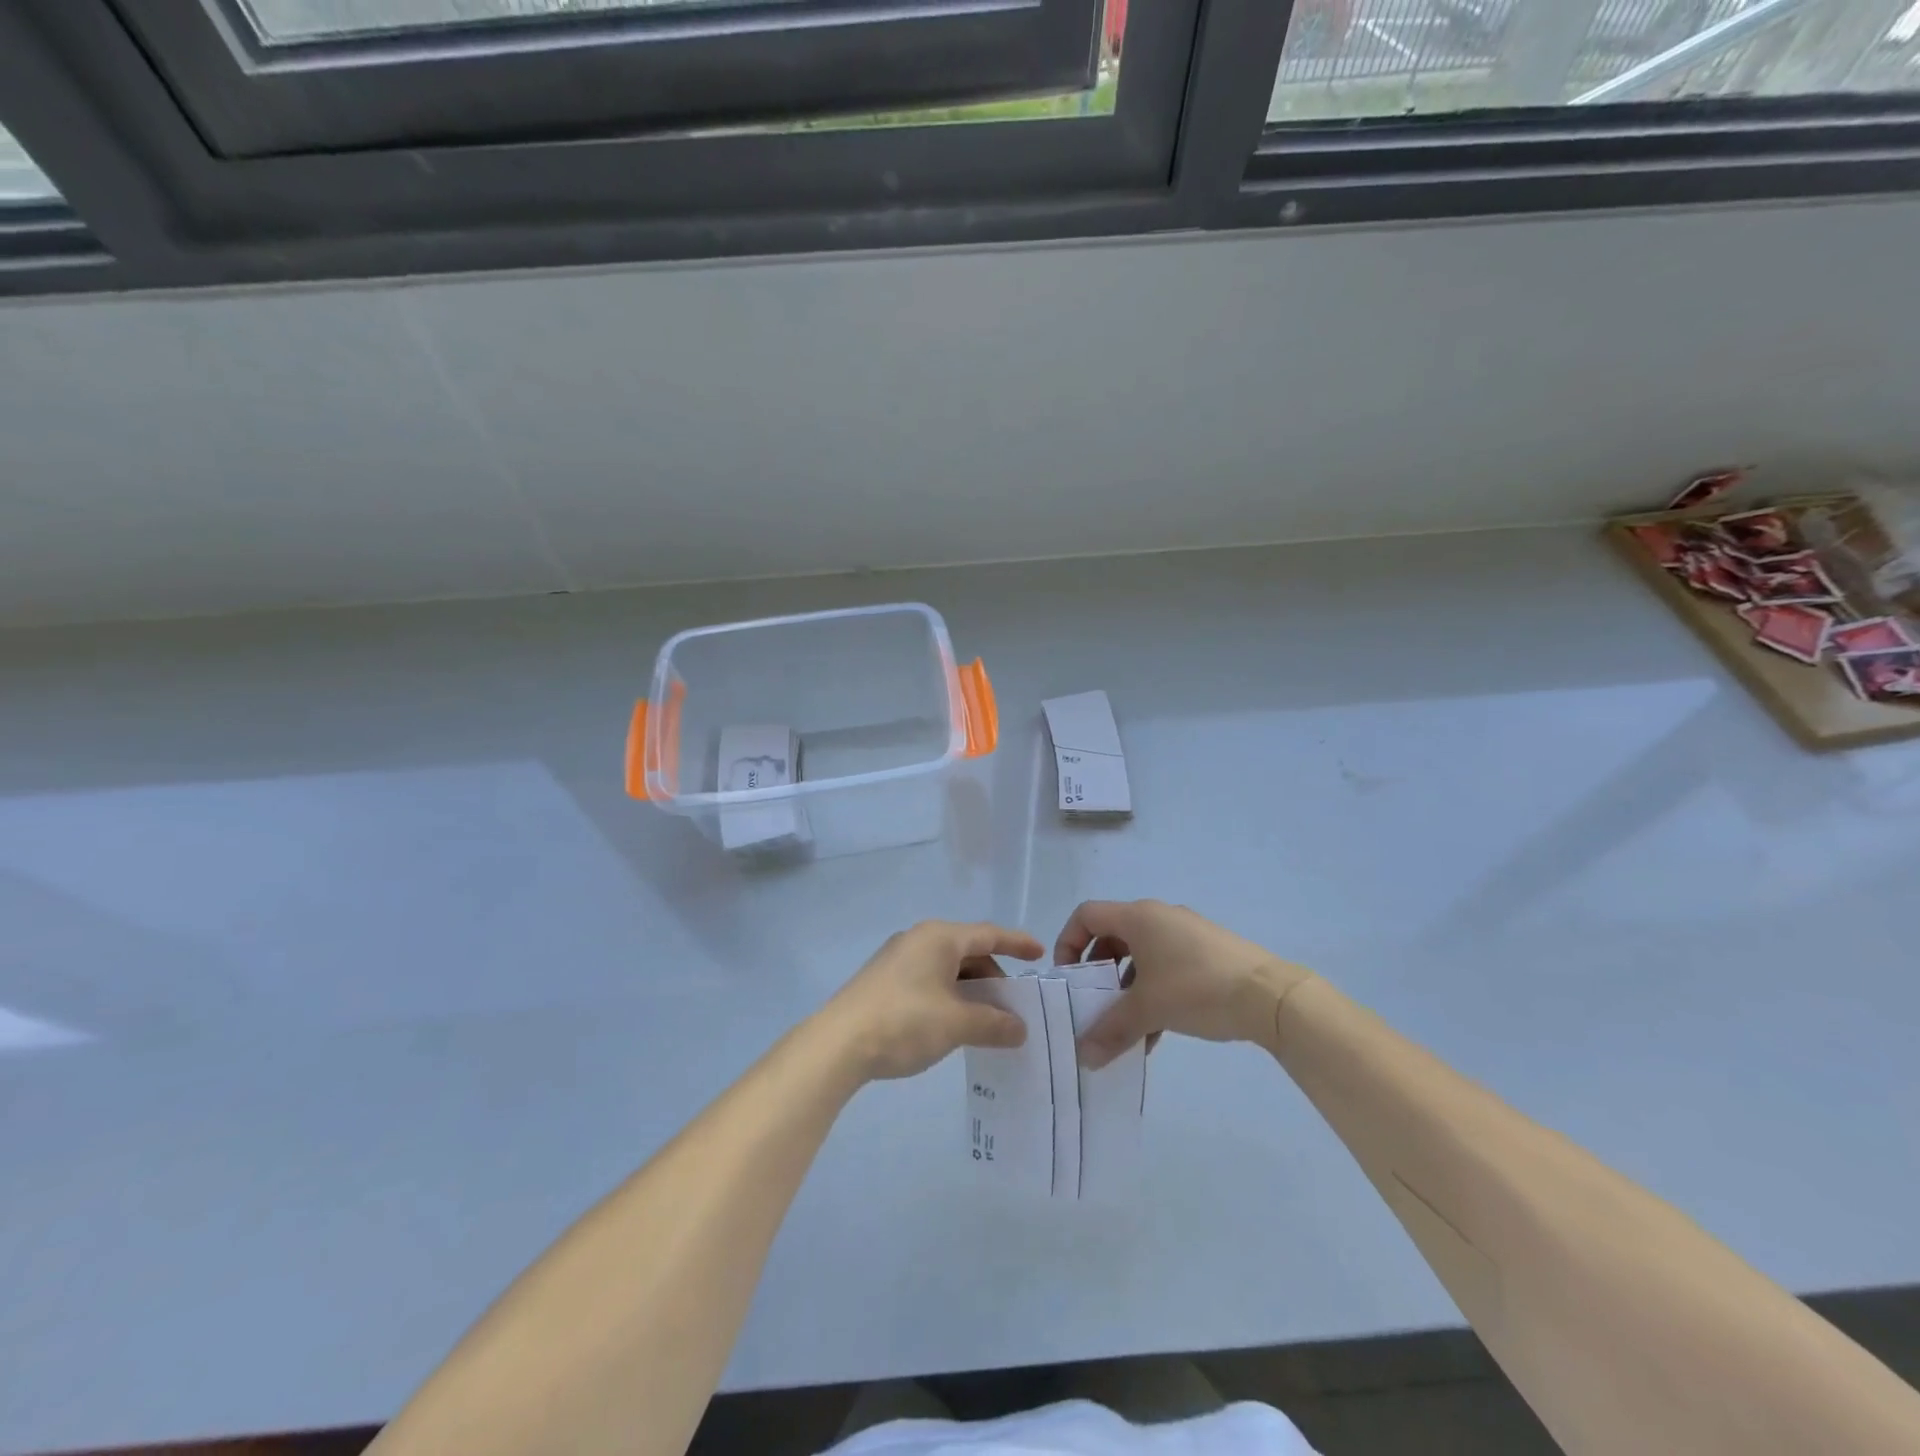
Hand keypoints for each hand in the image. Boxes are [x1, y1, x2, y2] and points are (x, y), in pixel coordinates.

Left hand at [820, 921, 1043, 1081]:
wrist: (837, 1044)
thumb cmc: (904, 1021)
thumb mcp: (957, 1023)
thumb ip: (993, 1023)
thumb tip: (1019, 1029)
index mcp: (939, 937)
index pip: (988, 934)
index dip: (1017, 943)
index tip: (1040, 954)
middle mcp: (919, 939)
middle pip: (968, 951)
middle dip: (994, 976)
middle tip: (1014, 1005)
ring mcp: (898, 959)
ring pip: (948, 968)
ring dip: (971, 990)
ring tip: (987, 1019)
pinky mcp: (884, 980)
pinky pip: (930, 979)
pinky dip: (950, 996)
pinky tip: (955, 1023)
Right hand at [1054, 900, 1313, 1068]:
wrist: (1271, 997)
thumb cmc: (1196, 989)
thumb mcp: (1147, 1010)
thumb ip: (1110, 1030)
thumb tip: (1084, 1057)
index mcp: (1138, 917)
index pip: (1087, 915)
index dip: (1068, 942)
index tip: (1069, 978)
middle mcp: (1159, 916)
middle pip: (1113, 936)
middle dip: (1098, 972)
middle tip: (1094, 1004)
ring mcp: (1186, 933)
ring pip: (1141, 956)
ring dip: (1126, 989)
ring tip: (1126, 1027)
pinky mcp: (1207, 952)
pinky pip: (1166, 965)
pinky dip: (1153, 992)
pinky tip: (1157, 1033)